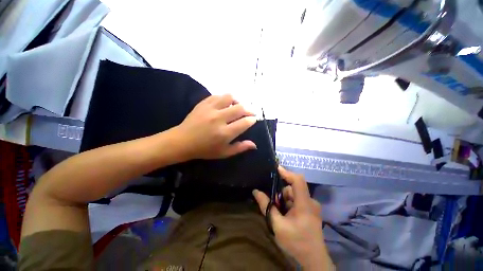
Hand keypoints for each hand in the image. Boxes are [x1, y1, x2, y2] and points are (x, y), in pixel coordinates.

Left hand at [174, 94, 256, 159]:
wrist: (183, 141)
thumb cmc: (205, 149)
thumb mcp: (224, 153)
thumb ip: (240, 148)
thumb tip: (254, 144)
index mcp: (225, 133)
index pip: (244, 122)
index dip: (252, 120)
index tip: (253, 119)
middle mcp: (219, 119)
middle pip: (240, 108)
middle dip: (249, 110)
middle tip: (250, 112)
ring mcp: (210, 109)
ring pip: (229, 98)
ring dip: (237, 101)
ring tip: (238, 106)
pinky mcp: (203, 104)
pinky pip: (218, 96)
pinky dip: (225, 98)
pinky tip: (226, 104)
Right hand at [253, 167, 332, 269]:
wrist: (313, 260)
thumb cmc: (296, 243)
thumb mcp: (277, 225)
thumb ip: (266, 206)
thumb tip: (256, 191)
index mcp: (304, 204)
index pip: (298, 180)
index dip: (287, 173)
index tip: (276, 168)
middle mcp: (310, 201)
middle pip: (293, 188)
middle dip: (281, 193)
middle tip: (272, 203)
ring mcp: (311, 206)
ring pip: (294, 195)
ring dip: (284, 200)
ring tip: (278, 212)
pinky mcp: (310, 210)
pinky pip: (297, 200)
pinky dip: (288, 203)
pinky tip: (284, 214)